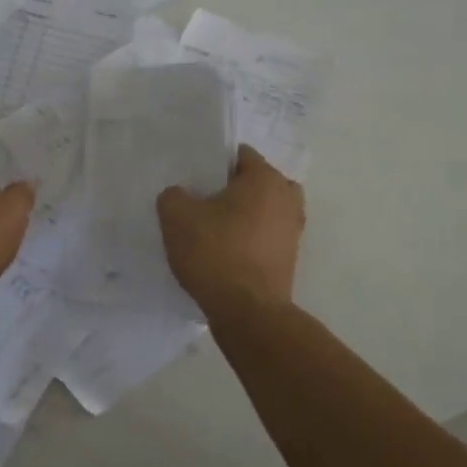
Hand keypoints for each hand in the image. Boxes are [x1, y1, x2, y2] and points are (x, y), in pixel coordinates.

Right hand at [157, 144, 303, 320]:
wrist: (248, 312)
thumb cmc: (215, 253)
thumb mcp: (176, 217)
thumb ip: (173, 196)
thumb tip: (180, 196)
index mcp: (265, 178)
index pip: (239, 154)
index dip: (212, 164)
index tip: (192, 180)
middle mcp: (287, 198)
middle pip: (254, 182)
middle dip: (229, 190)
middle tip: (201, 203)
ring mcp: (293, 230)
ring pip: (261, 211)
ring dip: (241, 216)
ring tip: (211, 230)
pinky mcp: (289, 258)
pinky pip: (264, 237)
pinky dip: (248, 240)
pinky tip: (222, 254)